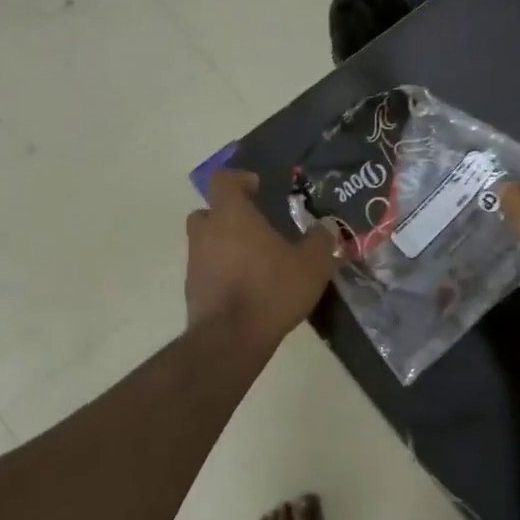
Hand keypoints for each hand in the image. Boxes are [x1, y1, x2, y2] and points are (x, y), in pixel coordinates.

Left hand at [186, 170, 337, 343]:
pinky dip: (222, 271)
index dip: (240, 180)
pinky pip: (207, 269)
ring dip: (226, 245)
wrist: (229, 340)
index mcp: (231, 215)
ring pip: (207, 241)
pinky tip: (247, 287)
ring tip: (256, 261)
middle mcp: (206, 232)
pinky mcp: (192, 290)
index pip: (223, 180)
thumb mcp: (311, 265)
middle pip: (210, 210)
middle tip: (257, 226)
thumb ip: (321, 240)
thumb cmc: (270, 290)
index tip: (259, 189)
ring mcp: (194, 261)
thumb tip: (327, 226)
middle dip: (230, 214)